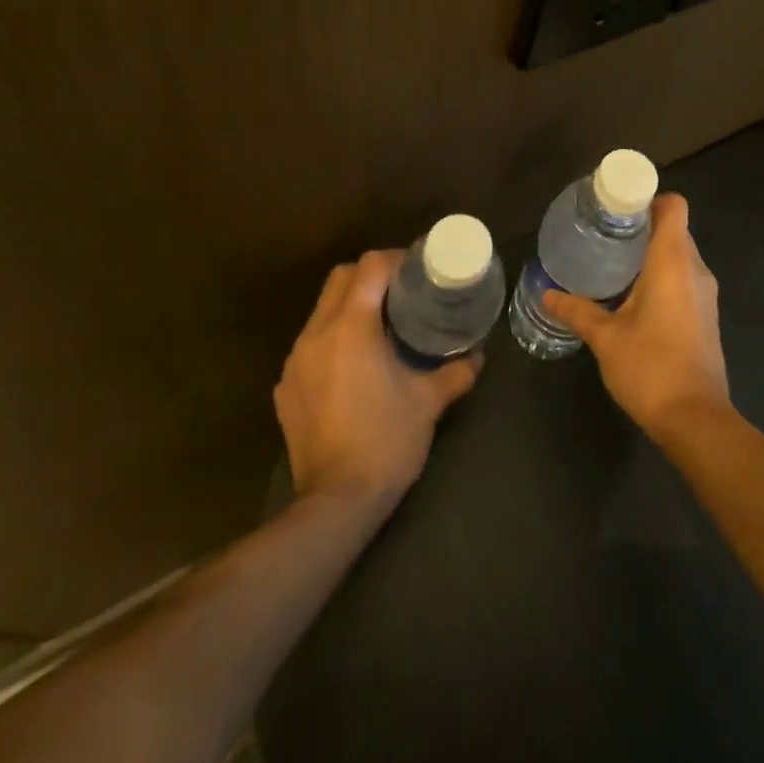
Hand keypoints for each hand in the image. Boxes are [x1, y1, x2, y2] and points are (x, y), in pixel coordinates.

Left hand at [274, 250, 482, 514]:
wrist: (336, 503)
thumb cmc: (386, 441)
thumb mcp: (429, 402)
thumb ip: (456, 372)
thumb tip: (478, 356)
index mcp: (352, 327)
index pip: (369, 267)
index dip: (395, 259)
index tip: (418, 269)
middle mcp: (317, 334)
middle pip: (339, 278)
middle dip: (369, 275)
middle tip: (400, 291)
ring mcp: (295, 361)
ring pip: (321, 310)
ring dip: (348, 305)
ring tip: (378, 324)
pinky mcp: (285, 387)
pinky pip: (309, 345)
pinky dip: (332, 339)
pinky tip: (353, 366)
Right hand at [542, 194, 729, 439]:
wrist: (696, 420)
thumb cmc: (651, 368)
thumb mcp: (605, 337)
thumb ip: (576, 311)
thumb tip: (546, 295)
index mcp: (673, 262)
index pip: (673, 207)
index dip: (648, 199)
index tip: (618, 209)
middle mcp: (695, 270)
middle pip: (674, 228)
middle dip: (642, 226)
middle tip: (605, 233)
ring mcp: (705, 294)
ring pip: (680, 254)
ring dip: (651, 252)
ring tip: (613, 261)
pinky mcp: (706, 315)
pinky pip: (684, 277)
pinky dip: (662, 275)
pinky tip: (632, 294)